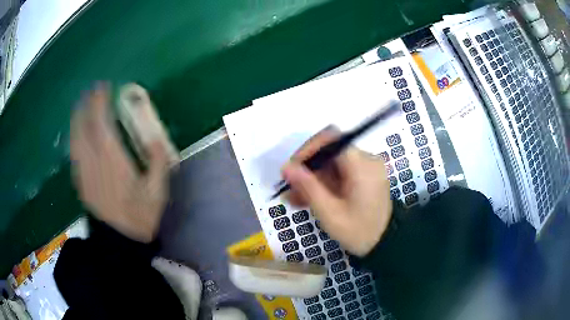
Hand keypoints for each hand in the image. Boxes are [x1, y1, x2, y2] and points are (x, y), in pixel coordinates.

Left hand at [70, 84, 170, 242]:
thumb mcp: (156, 191)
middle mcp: (93, 159)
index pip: (101, 121)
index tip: (103, 87)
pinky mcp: (80, 180)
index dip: (100, 102)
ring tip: (83, 107)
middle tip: (91, 92)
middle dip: (86, 105)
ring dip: (78, 118)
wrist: (118, 242)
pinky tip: (79, 133)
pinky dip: (75, 136)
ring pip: (75, 137)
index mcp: (112, 158)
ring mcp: (83, 170)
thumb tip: (156, 138)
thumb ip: (158, 161)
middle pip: (83, 125)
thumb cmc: (138, 217)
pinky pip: (74, 151)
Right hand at [282, 128, 391, 256]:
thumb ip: (308, 187)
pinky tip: (309, 198)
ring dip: (312, 178)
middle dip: (307, 168)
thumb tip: (286, 167)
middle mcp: (366, 159)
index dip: (307, 150)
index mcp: (362, 165)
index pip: (330, 140)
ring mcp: (365, 167)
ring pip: (331, 163)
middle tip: (290, 188)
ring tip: (295, 198)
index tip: (291, 169)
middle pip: (329, 152)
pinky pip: (339, 172)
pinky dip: (324, 182)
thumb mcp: (330, 212)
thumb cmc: (359, 231)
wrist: (384, 243)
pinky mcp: (363, 175)